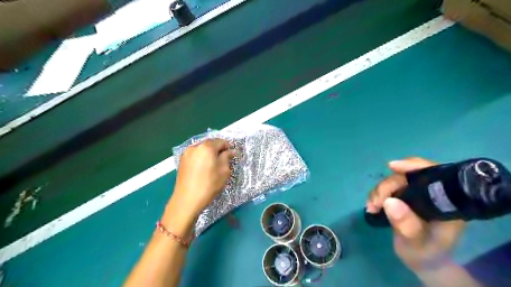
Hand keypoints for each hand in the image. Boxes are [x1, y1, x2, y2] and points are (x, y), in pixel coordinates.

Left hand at [169, 139, 234, 219]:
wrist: (187, 199)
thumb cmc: (209, 185)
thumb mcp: (224, 171)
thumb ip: (227, 157)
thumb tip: (230, 151)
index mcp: (207, 147)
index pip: (220, 141)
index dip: (228, 146)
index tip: (232, 154)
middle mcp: (195, 146)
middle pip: (210, 143)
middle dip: (218, 149)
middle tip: (224, 159)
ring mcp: (186, 153)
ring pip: (202, 149)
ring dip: (209, 153)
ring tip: (213, 164)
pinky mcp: (181, 161)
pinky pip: (195, 155)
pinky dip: (201, 157)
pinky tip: (204, 167)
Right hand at [366, 157, 465, 270]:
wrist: (422, 260)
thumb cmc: (425, 254)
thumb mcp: (417, 244)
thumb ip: (407, 226)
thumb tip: (390, 202)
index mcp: (446, 202)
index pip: (434, 174)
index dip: (414, 166)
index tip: (392, 166)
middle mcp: (432, 192)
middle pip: (407, 176)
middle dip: (387, 186)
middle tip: (375, 202)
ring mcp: (417, 193)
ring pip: (394, 180)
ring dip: (379, 191)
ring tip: (371, 207)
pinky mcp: (404, 196)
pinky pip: (388, 188)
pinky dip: (377, 194)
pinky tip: (372, 205)